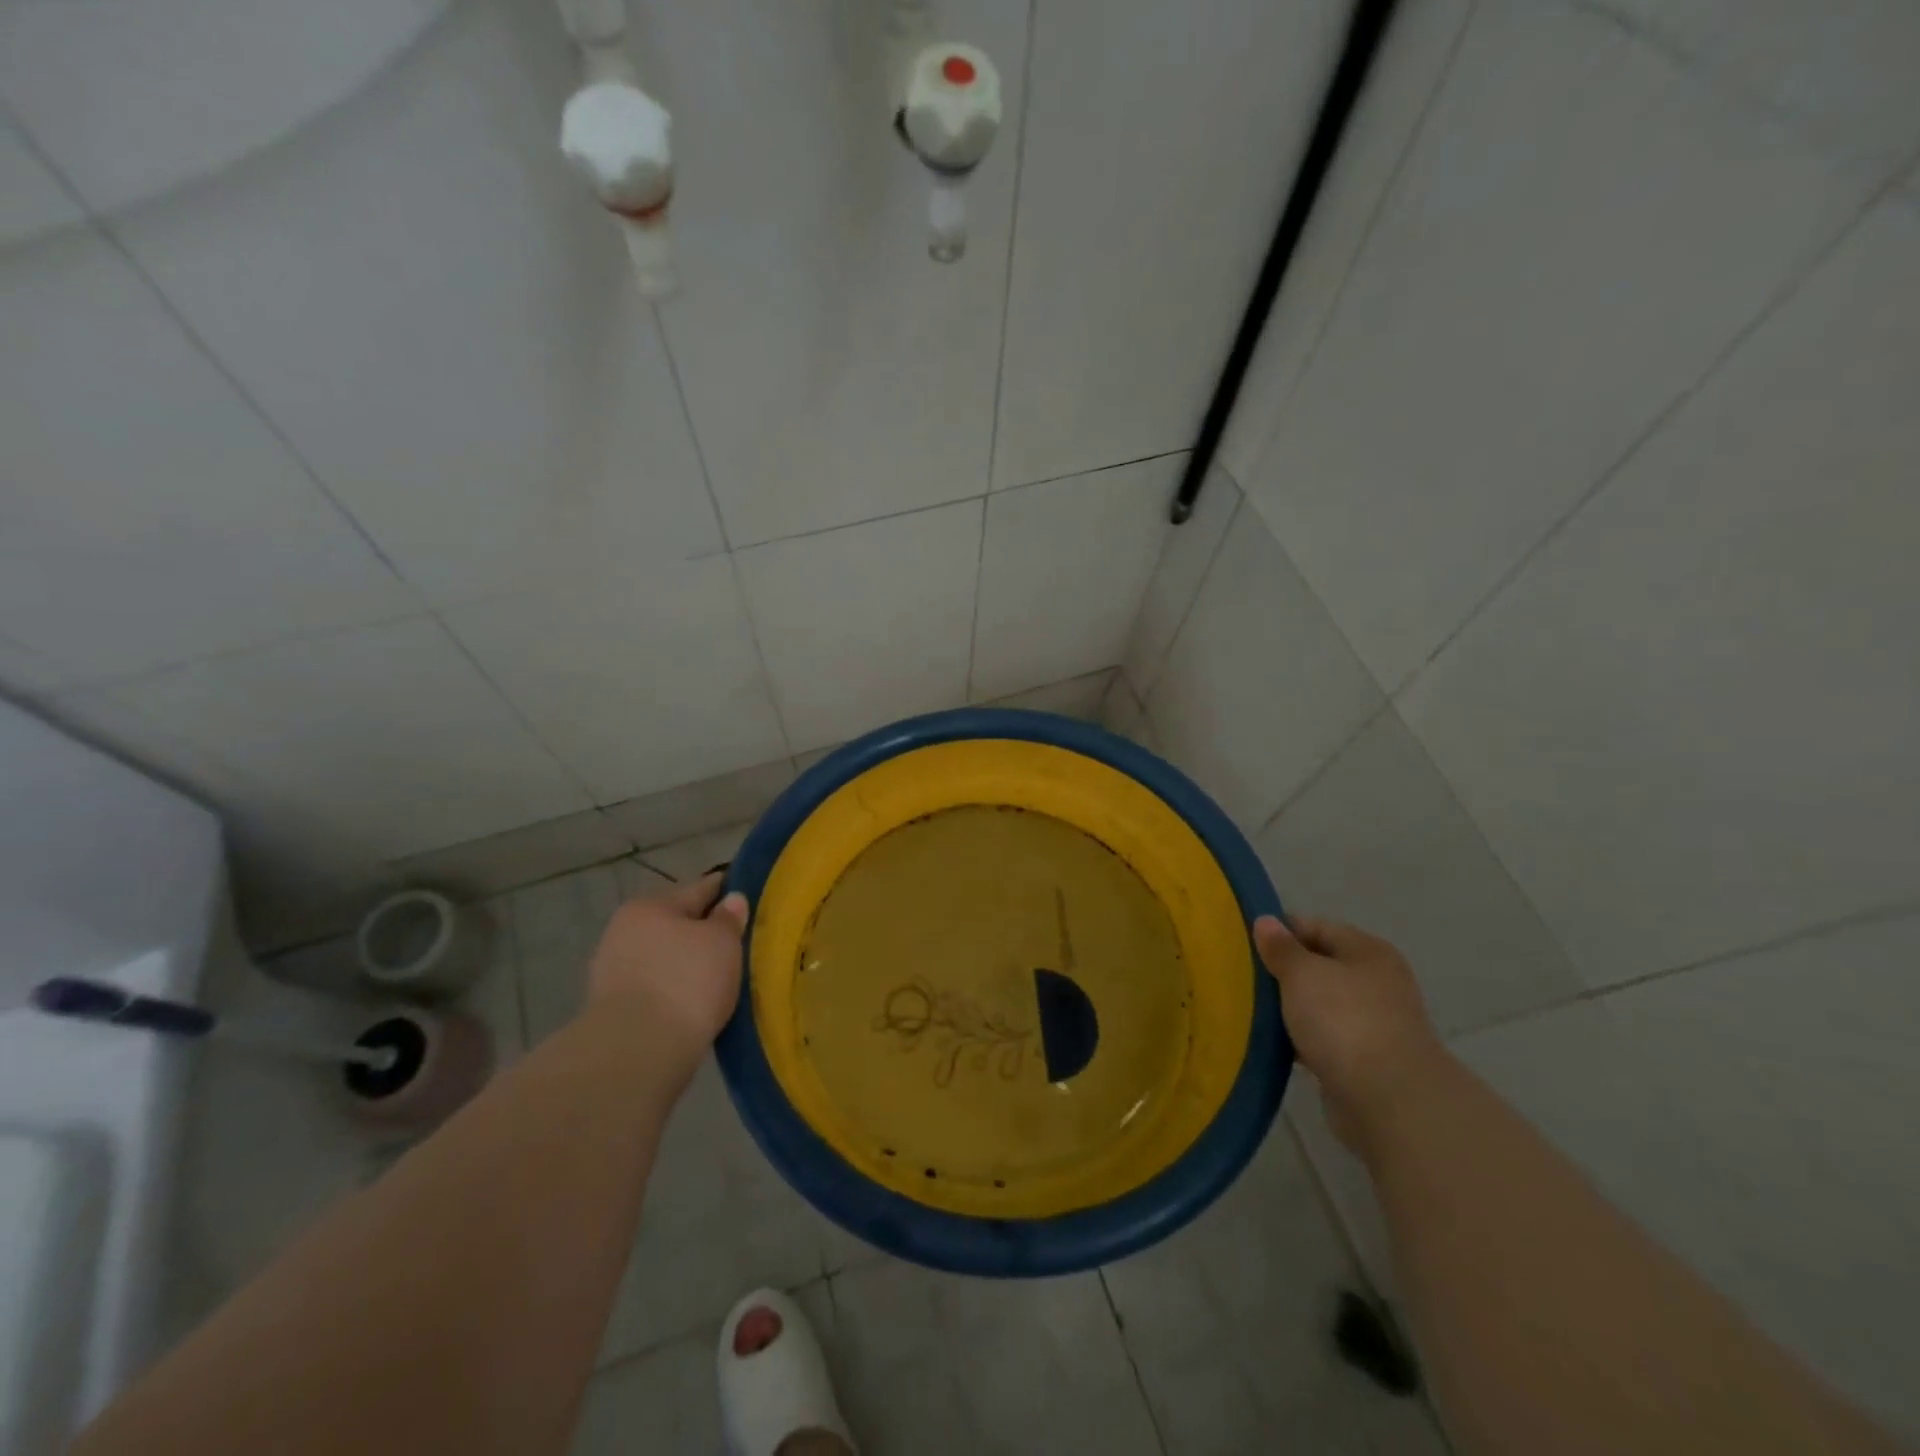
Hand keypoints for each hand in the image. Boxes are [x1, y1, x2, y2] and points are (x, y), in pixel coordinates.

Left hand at [588, 872, 749, 1054]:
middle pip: (678, 924)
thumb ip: (729, 918)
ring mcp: (613, 972)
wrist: (637, 1053)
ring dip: (687, 965)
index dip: (728, 892)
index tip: (750, 899)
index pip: (700, 888)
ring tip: (720, 980)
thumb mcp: (722, 943)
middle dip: (705, 933)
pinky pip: (656, 989)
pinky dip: (674, 991)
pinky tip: (695, 1003)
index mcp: (650, 905)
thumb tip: (731, 900)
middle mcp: (625, 931)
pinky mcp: (612, 1010)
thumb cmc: (686, 982)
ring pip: (665, 958)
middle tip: (739, 945)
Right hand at [1253, 915, 1448, 1152]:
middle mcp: (1376, 981)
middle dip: (1281, 971)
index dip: (1279, 930)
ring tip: (1248, 1008)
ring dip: (1289, 1007)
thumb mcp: (1302, 974)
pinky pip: (1322, 1038)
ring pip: (1319, 1004)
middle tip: (1240, 975)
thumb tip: (1266, 921)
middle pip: (1318, 965)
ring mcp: (1373, 1023)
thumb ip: (1281, 947)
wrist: (1390, 1102)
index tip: (1241, 942)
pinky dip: (1300, 1038)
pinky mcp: (1364, 1060)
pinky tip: (1273, 1042)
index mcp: (1367, 951)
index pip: (1315, 926)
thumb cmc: (1344, 1021)